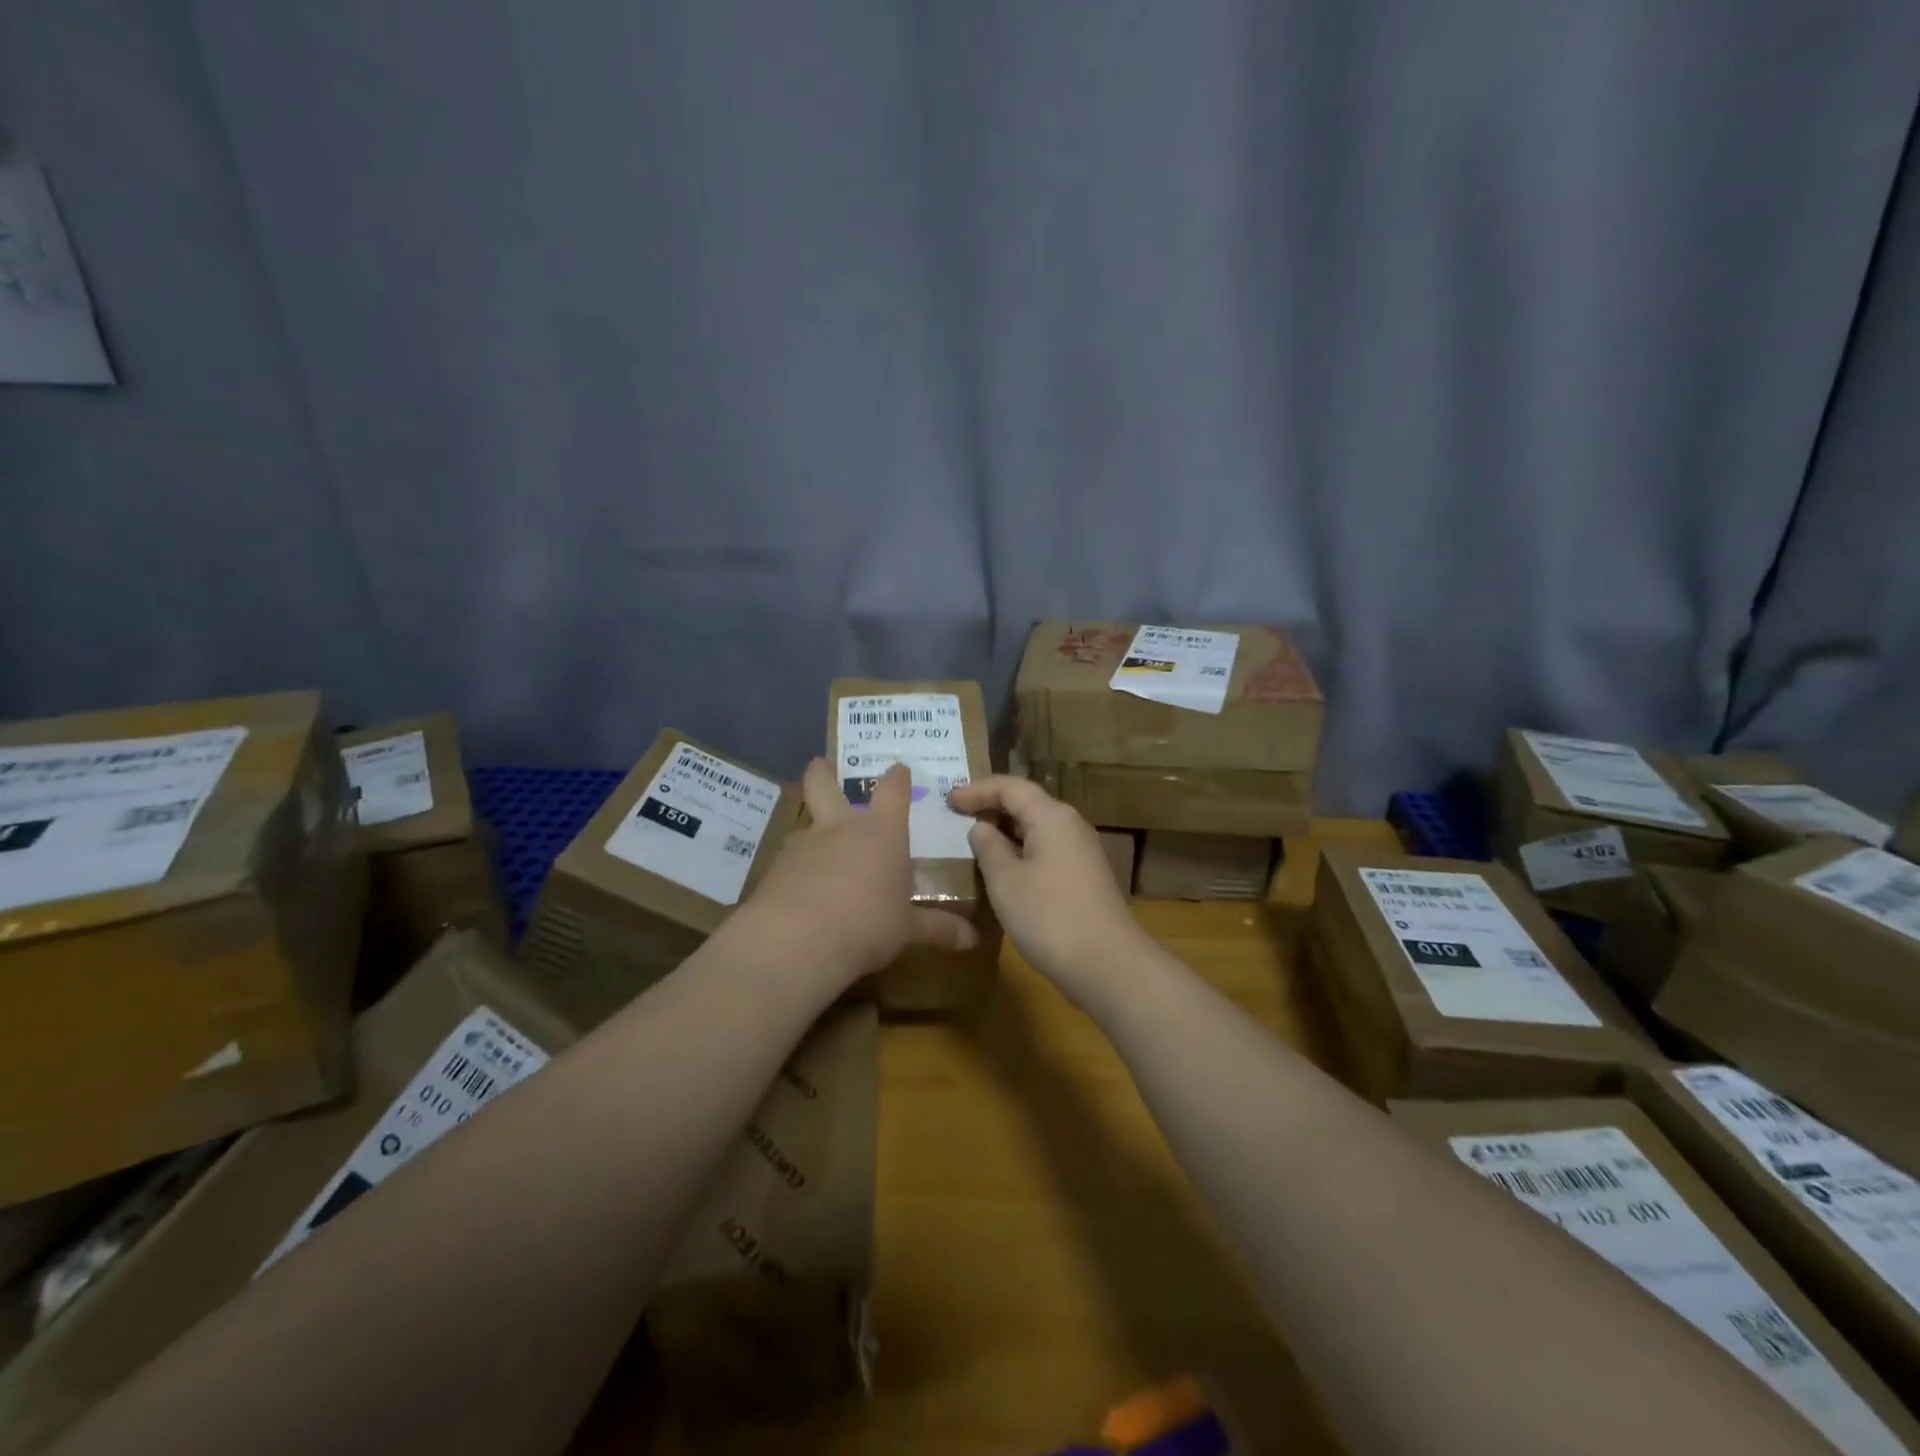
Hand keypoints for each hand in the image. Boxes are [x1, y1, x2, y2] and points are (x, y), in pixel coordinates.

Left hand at [740, 760, 976, 993]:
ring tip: (815, 856)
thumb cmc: (868, 923)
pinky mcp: (775, 870)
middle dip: (822, 773)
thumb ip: (938, 929)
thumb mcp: (907, 930)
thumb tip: (973, 939)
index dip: (896, 778)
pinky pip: (788, 864)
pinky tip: (798, 894)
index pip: (892, 792)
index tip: (898, 768)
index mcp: (882, 834)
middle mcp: (840, 829)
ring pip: (804, 826)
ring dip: (810, 834)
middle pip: (824, 785)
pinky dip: (795, 873)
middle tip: (819, 764)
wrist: (799, 939)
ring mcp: (804, 845)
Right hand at [946, 775, 1151, 1003]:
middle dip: (991, 807)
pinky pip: (1046, 850)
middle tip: (957, 817)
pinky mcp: (1084, 877)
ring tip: (974, 842)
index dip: (977, 790)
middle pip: (1027, 804)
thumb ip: (988, 848)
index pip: (1010, 787)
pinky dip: (1020, 852)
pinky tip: (1003, 871)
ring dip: (1005, 832)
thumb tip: (982, 828)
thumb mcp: (1006, 881)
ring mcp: (1081, 852)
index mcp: (1052, 817)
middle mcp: (1071, 826)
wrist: (1108, 965)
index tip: (949, 800)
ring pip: (1037, 829)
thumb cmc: (1049, 917)